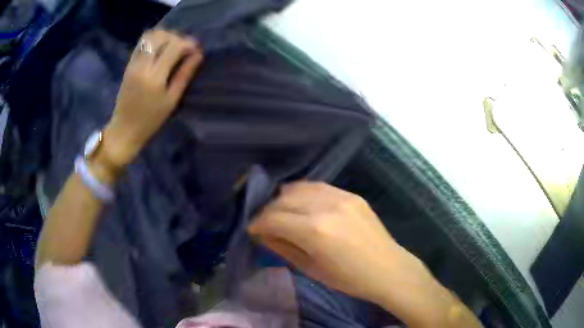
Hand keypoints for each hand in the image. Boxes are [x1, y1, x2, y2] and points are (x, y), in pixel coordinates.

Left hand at [103, 30, 202, 168]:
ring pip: (149, 37)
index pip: (174, 47)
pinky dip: (153, 40)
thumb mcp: (171, 101)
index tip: (196, 50)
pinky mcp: (128, 65)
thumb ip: (184, 75)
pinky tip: (159, 49)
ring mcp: (133, 64)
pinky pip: (141, 44)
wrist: (124, 129)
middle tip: (184, 48)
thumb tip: (198, 55)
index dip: (188, 44)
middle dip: (176, 37)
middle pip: (161, 37)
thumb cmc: (150, 120)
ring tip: (172, 46)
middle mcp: (143, 66)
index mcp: (155, 77)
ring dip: (164, 36)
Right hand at [249, 182, 482, 327]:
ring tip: (282, 213)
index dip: (257, 223)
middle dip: (268, 210)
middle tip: (265, 223)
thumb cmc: (349, 279)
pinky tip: (303, 206)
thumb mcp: (310, 268)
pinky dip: (304, 195)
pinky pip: (318, 187)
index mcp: (315, 230)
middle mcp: (325, 205)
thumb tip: (262, 234)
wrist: (388, 269)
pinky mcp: (351, 194)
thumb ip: (283, 247)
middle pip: (283, 198)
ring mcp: (341, 196)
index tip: (252, 230)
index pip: (273, 218)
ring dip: (284, 199)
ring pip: (299, 187)